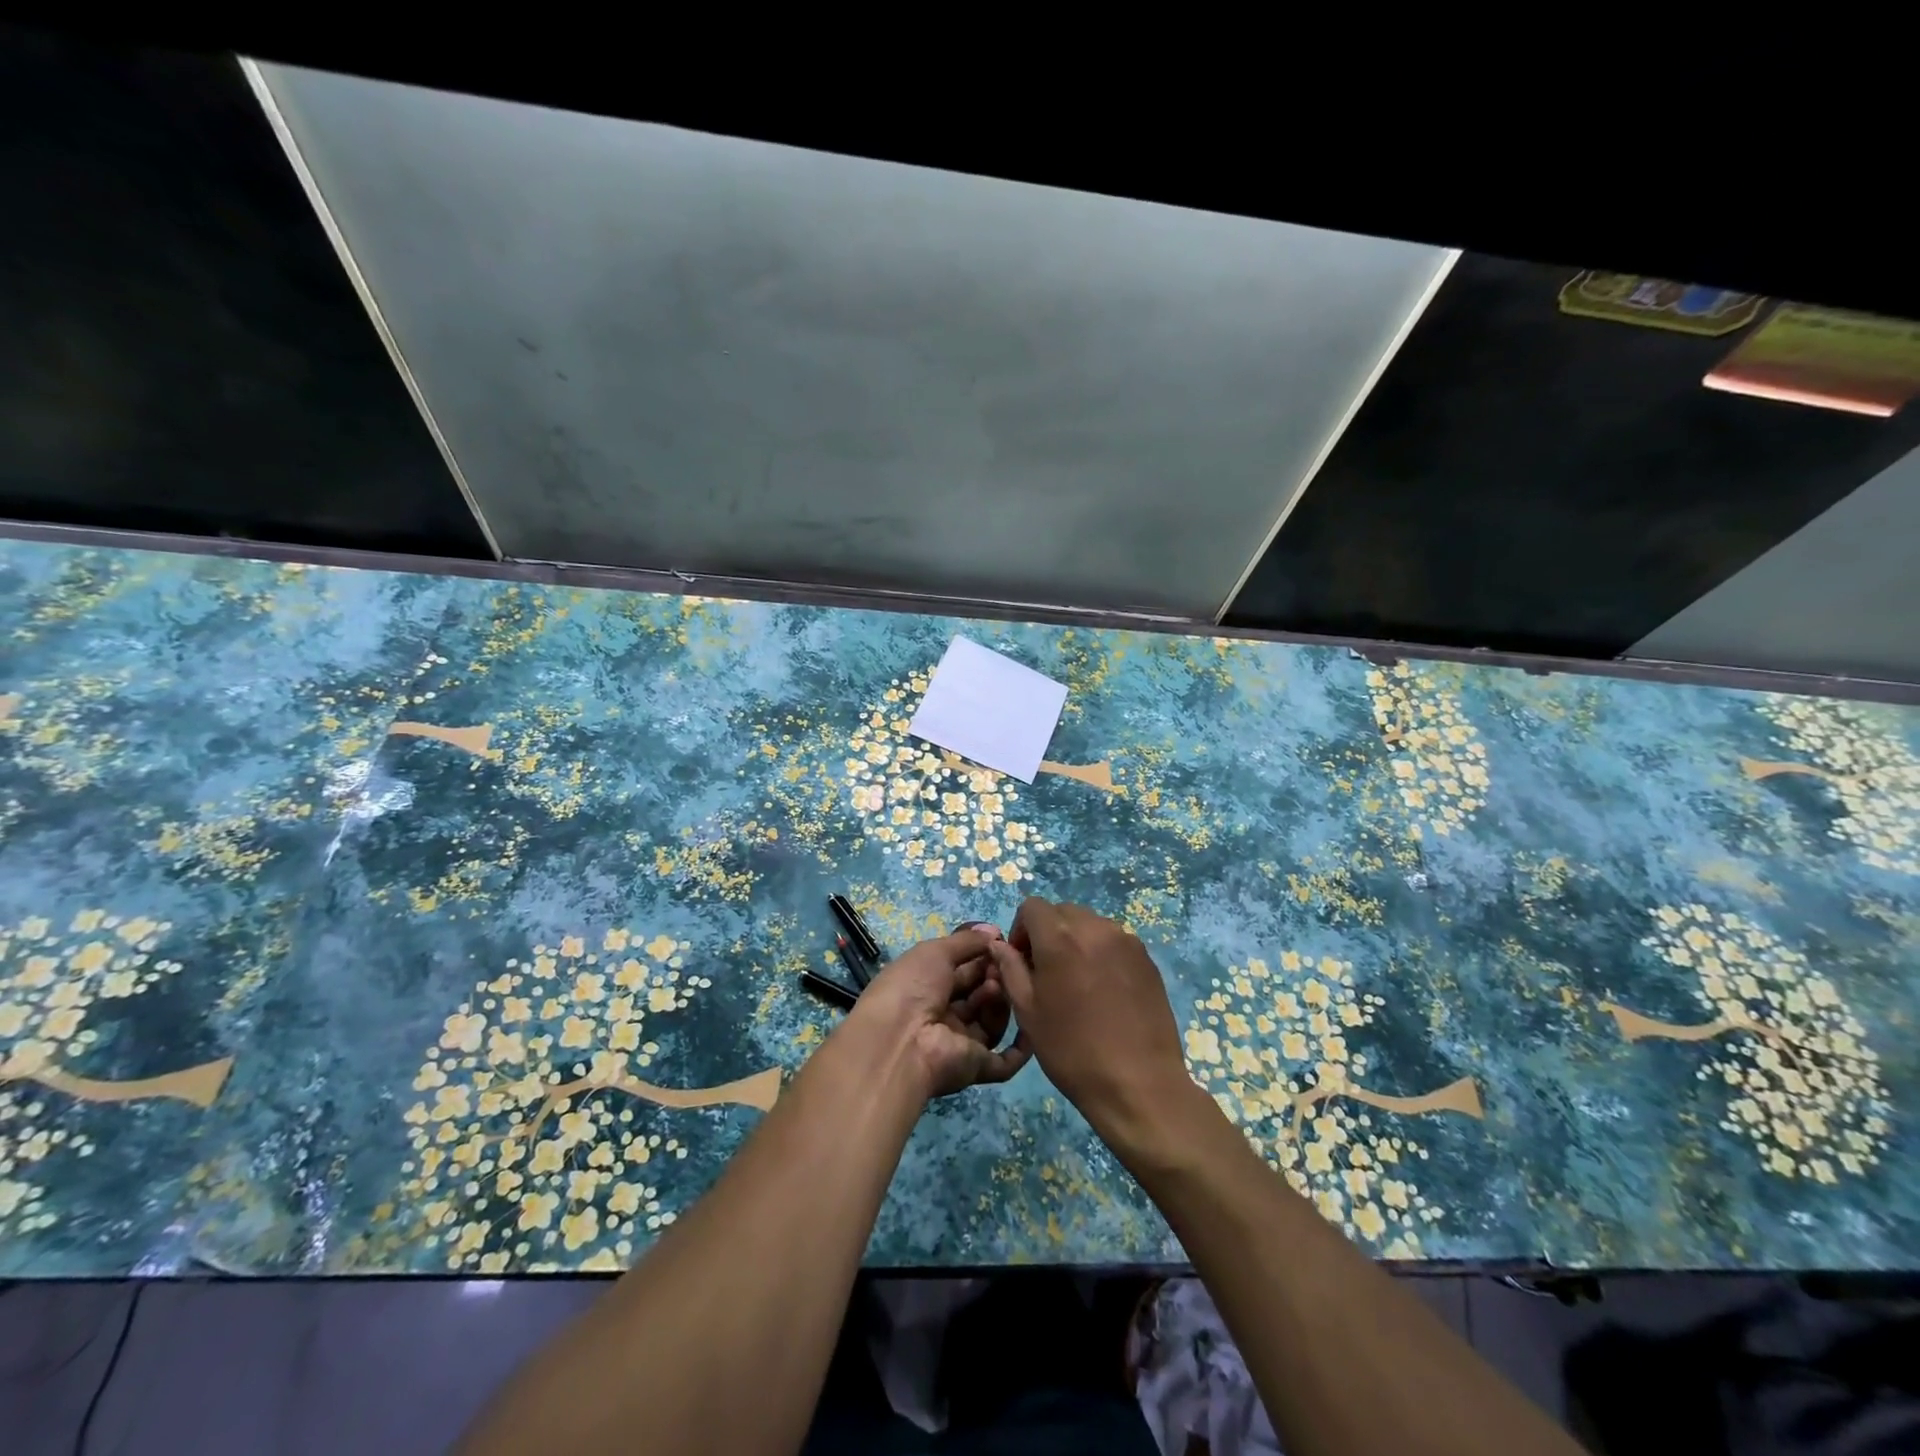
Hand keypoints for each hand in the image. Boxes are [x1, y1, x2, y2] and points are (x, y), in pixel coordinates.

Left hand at [850, 925, 1030, 1099]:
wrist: (900, 1041)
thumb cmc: (912, 987)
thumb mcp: (935, 951)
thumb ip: (966, 941)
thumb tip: (993, 930)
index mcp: (927, 988)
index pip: (962, 971)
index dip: (981, 957)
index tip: (1000, 944)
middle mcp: (943, 1016)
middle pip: (978, 995)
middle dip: (992, 976)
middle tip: (1000, 965)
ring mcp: (960, 1044)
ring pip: (991, 1021)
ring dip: (999, 1001)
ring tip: (993, 987)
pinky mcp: (975, 1068)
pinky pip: (1004, 1063)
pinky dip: (1021, 1048)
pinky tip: (1032, 1023)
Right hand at [987, 899, 1200, 1151]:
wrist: (1138, 1083)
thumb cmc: (1072, 1051)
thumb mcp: (1028, 1012)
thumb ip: (1010, 969)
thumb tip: (999, 945)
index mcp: (1060, 938)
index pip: (1032, 906)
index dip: (1021, 929)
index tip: (1023, 961)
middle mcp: (1094, 928)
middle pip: (1062, 912)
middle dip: (1049, 932)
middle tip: (1048, 972)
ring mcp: (1125, 941)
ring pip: (1090, 924)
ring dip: (1076, 940)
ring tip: (1078, 982)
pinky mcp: (1146, 958)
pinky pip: (1115, 940)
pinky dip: (1101, 953)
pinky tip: (1104, 991)